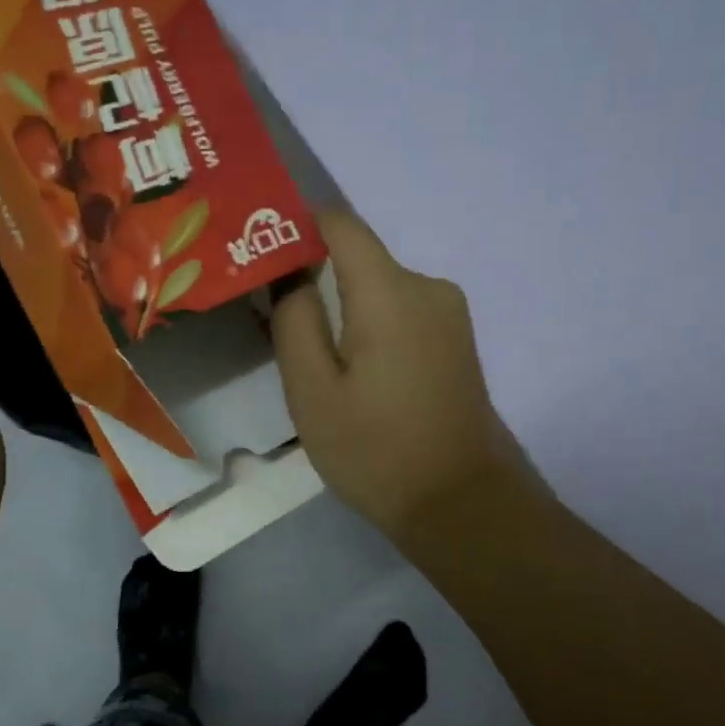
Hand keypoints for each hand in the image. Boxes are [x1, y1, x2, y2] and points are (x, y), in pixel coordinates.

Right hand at [272, 209, 528, 544]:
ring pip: (380, 290)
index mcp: (390, 290)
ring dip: (344, 309)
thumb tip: (290, 273)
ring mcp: (450, 314)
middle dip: (315, 279)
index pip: (339, 223)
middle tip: (274, 322)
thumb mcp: (313, 392)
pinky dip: (371, 327)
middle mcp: (427, 286)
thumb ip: (295, 321)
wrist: (462, 502)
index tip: (262, 252)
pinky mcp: (457, 341)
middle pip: (359, 260)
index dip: (298, 226)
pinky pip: (402, 313)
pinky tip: (355, 373)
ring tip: (313, 359)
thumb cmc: (377, 450)